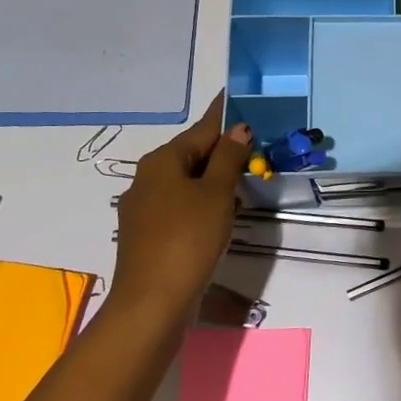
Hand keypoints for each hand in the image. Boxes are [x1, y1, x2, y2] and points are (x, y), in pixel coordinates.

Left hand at [110, 93, 252, 312]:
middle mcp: (147, 179)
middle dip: (222, 149)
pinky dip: (203, 202)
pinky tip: (222, 214)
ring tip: (245, 178)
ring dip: (214, 179)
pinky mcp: (149, 236)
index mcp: (162, 161)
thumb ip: (229, 158)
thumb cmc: (188, 238)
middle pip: (192, 155)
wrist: (152, 303)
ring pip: (186, 182)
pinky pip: (181, 206)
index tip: (237, 97)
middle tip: (255, 145)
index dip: (223, 115)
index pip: (201, 129)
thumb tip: (238, 129)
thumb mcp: (217, 193)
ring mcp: (144, 209)